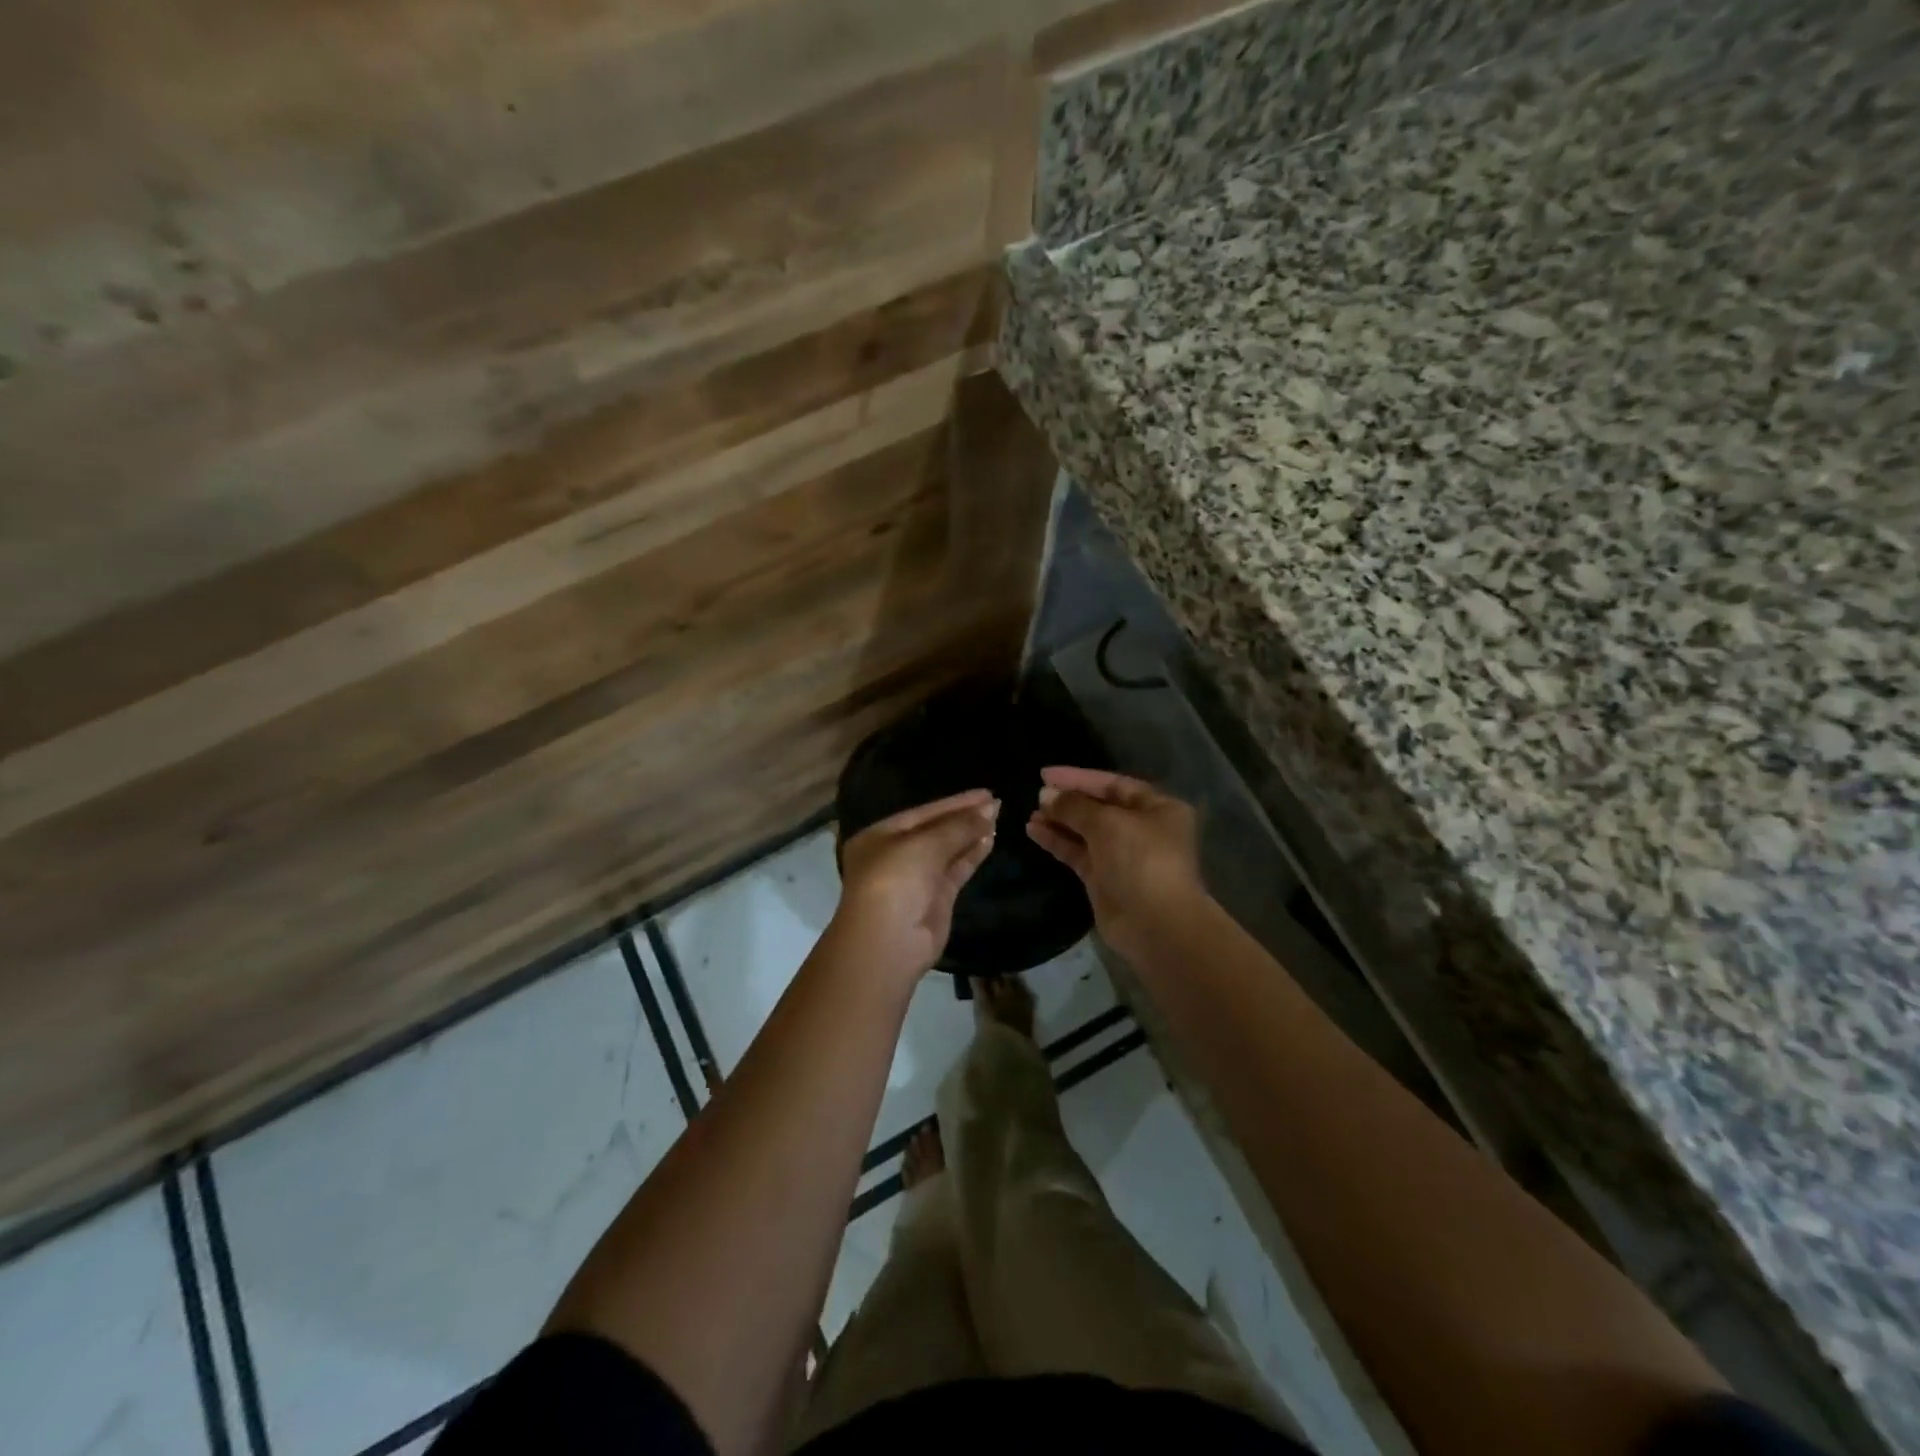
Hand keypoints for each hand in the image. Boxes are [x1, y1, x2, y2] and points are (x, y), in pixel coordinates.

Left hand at [831, 789, 998, 988]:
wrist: (889, 941)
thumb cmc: (895, 880)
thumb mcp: (924, 844)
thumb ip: (958, 826)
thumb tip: (989, 810)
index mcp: (880, 836)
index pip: (923, 813)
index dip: (955, 802)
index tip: (986, 793)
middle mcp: (896, 855)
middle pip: (936, 830)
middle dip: (965, 817)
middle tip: (997, 803)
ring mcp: (917, 879)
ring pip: (948, 850)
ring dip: (971, 834)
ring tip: (999, 817)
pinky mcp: (936, 899)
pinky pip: (956, 869)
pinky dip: (972, 855)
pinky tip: (991, 839)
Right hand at [1026, 766, 1204, 954]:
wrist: (1155, 923)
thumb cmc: (1140, 859)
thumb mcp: (1107, 823)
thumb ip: (1074, 806)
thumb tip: (1045, 795)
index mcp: (1157, 808)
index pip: (1113, 783)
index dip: (1079, 778)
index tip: (1045, 774)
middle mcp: (1142, 829)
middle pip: (1099, 807)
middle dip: (1068, 801)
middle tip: (1036, 795)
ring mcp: (1123, 855)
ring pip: (1085, 831)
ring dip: (1059, 821)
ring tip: (1030, 813)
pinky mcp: (1104, 878)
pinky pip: (1077, 852)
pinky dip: (1058, 841)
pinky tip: (1034, 831)